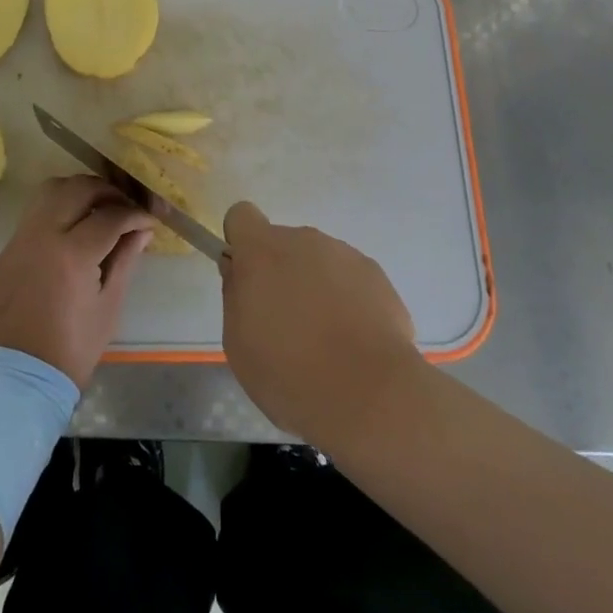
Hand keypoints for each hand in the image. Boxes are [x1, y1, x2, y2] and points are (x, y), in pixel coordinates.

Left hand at [0, 176, 152, 387]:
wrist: (16, 378)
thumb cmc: (70, 350)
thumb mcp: (108, 307)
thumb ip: (125, 261)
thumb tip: (142, 231)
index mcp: (72, 254)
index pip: (110, 216)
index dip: (134, 214)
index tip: (149, 220)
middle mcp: (43, 235)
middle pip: (78, 189)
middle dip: (107, 191)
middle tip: (125, 207)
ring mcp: (21, 238)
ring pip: (51, 190)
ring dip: (79, 191)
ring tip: (98, 209)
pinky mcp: (8, 248)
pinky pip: (36, 210)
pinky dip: (58, 206)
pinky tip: (74, 226)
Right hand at [220, 201, 419, 446]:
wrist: (369, 396)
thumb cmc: (289, 373)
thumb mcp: (238, 343)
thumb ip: (235, 295)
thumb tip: (240, 272)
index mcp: (262, 250)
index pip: (241, 216)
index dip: (240, 242)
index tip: (247, 277)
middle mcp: (304, 240)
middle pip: (284, 243)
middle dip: (281, 272)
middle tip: (286, 323)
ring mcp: (345, 254)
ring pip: (319, 262)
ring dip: (316, 287)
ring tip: (326, 340)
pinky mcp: (377, 276)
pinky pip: (351, 280)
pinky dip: (348, 302)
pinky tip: (354, 343)